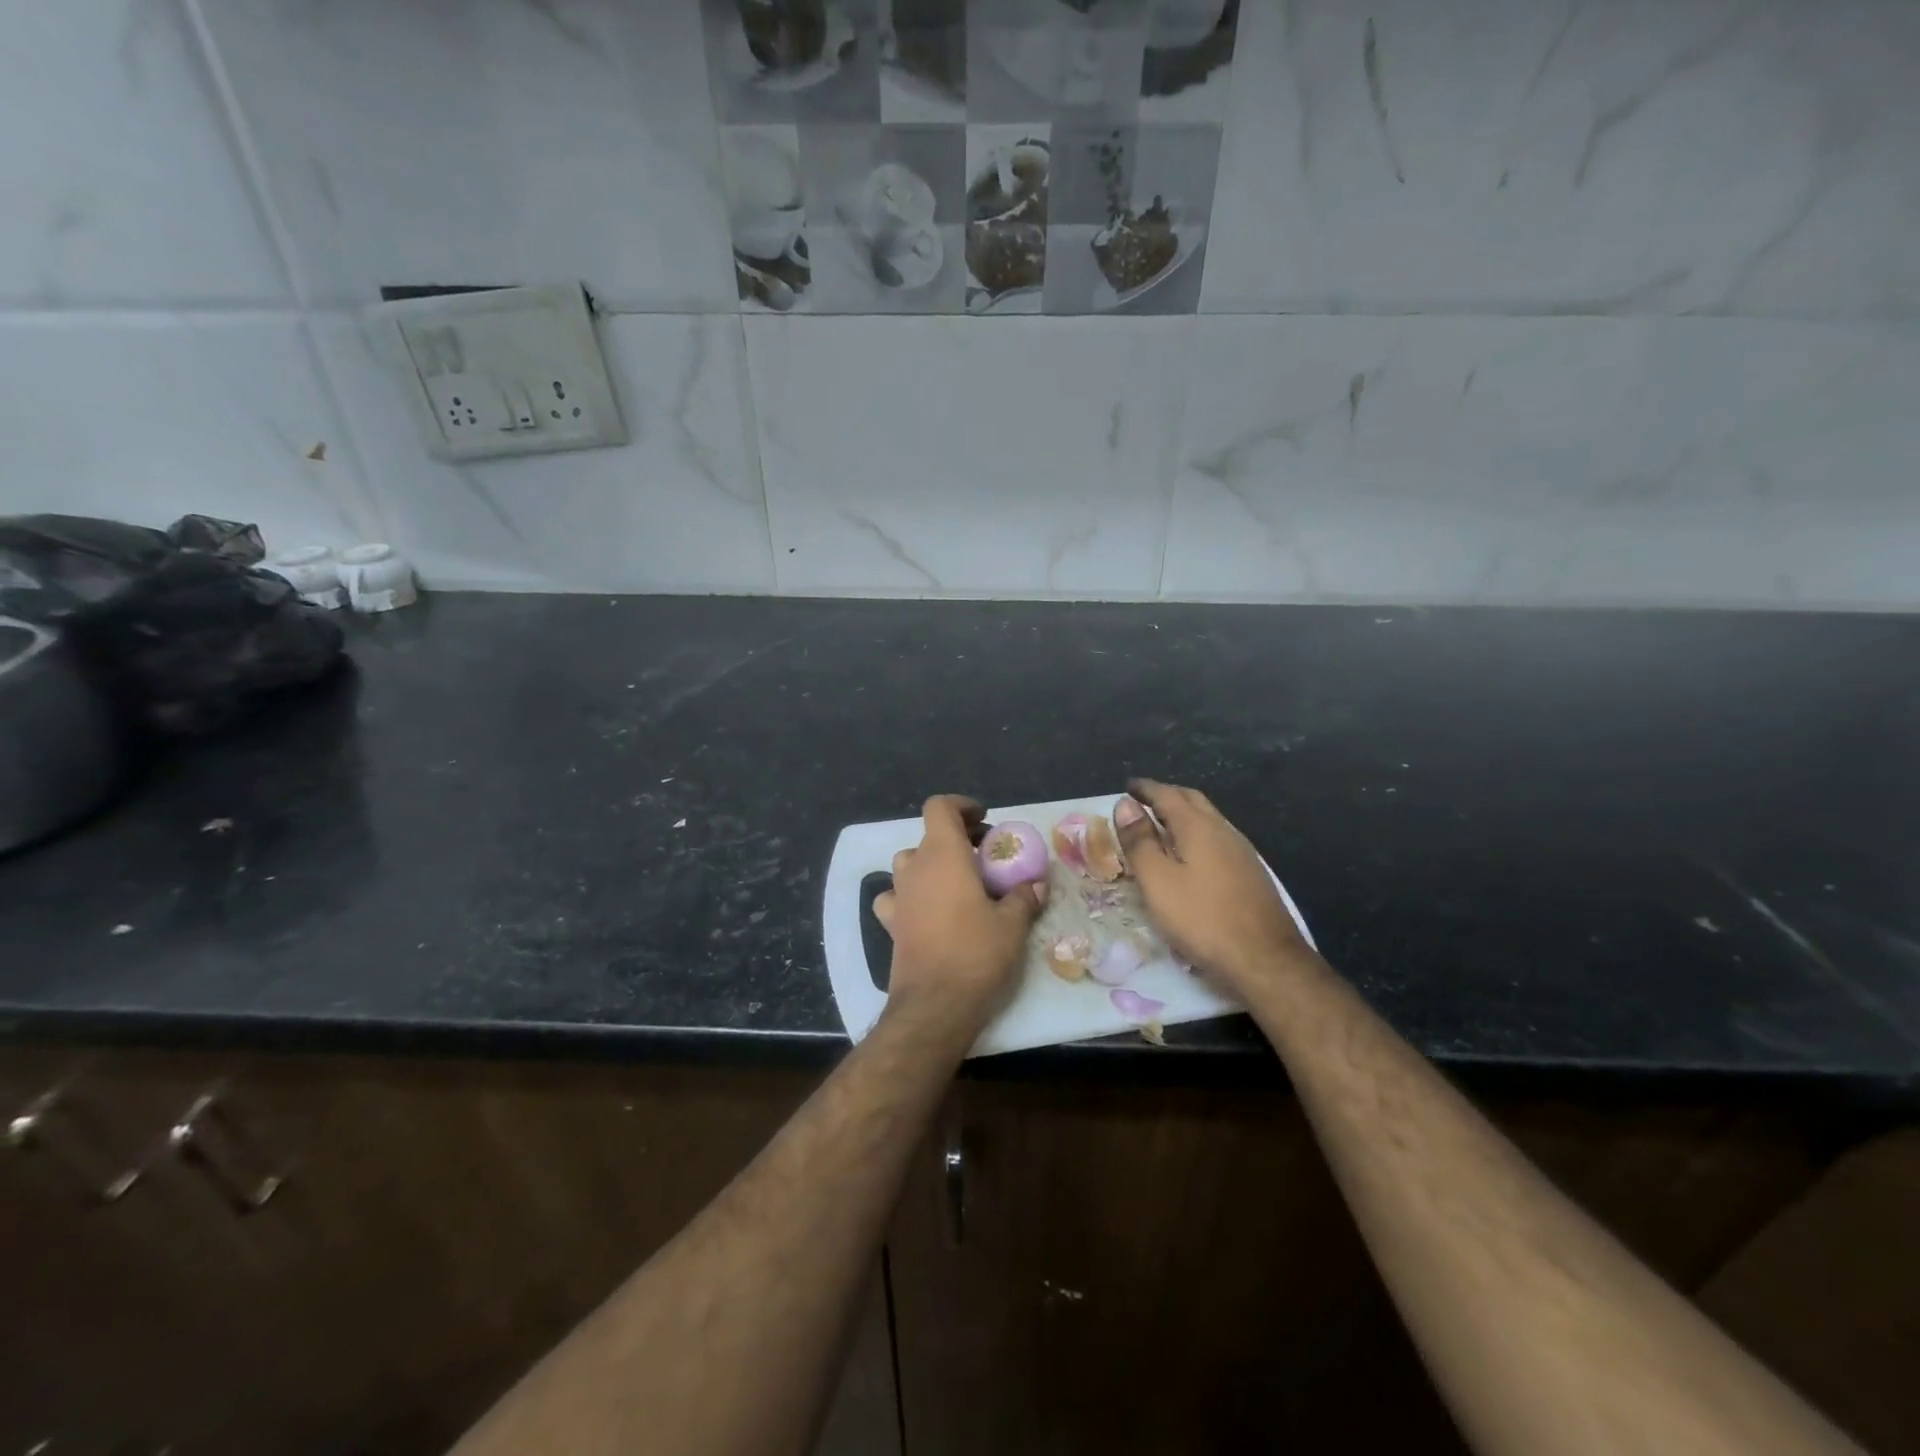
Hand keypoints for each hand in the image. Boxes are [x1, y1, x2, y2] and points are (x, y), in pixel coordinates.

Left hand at [874, 795, 1047, 1036]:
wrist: (935, 1005)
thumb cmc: (976, 954)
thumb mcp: (1013, 925)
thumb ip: (1024, 897)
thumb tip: (1036, 885)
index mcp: (943, 855)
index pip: (939, 808)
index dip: (961, 806)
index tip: (984, 819)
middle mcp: (915, 868)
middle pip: (928, 836)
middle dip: (956, 838)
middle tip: (984, 856)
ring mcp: (898, 896)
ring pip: (909, 863)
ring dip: (931, 864)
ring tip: (958, 881)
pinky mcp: (891, 924)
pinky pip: (896, 896)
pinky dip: (910, 895)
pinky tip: (927, 909)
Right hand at [1112, 778, 1311, 993]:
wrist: (1265, 960)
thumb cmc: (1202, 919)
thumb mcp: (1158, 882)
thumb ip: (1140, 842)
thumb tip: (1124, 805)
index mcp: (1198, 827)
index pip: (1167, 794)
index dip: (1144, 789)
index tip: (1126, 787)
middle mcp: (1223, 830)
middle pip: (1192, 800)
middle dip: (1166, 795)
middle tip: (1142, 802)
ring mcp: (1241, 851)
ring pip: (1208, 819)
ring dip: (1183, 814)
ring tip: (1161, 826)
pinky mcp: (1250, 873)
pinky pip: (1217, 838)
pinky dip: (1196, 834)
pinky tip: (1190, 855)